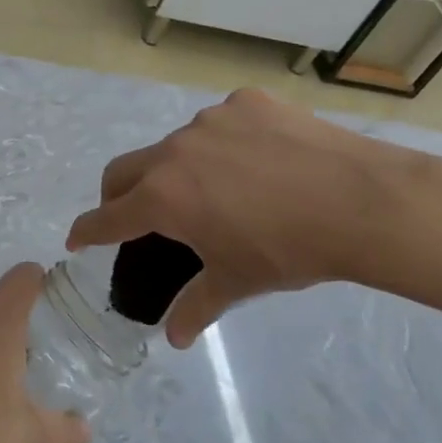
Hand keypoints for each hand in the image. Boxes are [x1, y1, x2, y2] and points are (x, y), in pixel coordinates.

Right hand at [66, 90, 425, 347]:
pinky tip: (255, 162)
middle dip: (117, 196)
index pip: (105, 218)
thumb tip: (174, 340)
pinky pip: (219, 123)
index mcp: (162, 198)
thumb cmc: (290, 250)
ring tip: (214, 191)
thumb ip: (197, 307)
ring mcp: (210, 121)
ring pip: (174, 146)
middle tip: (135, 218)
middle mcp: (173, 152)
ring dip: (176, 169)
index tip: (76, 240)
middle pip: (123, 171)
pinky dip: (221, 144)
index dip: (85, 232)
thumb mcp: (237, 282)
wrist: (364, 203)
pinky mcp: (246, 102)